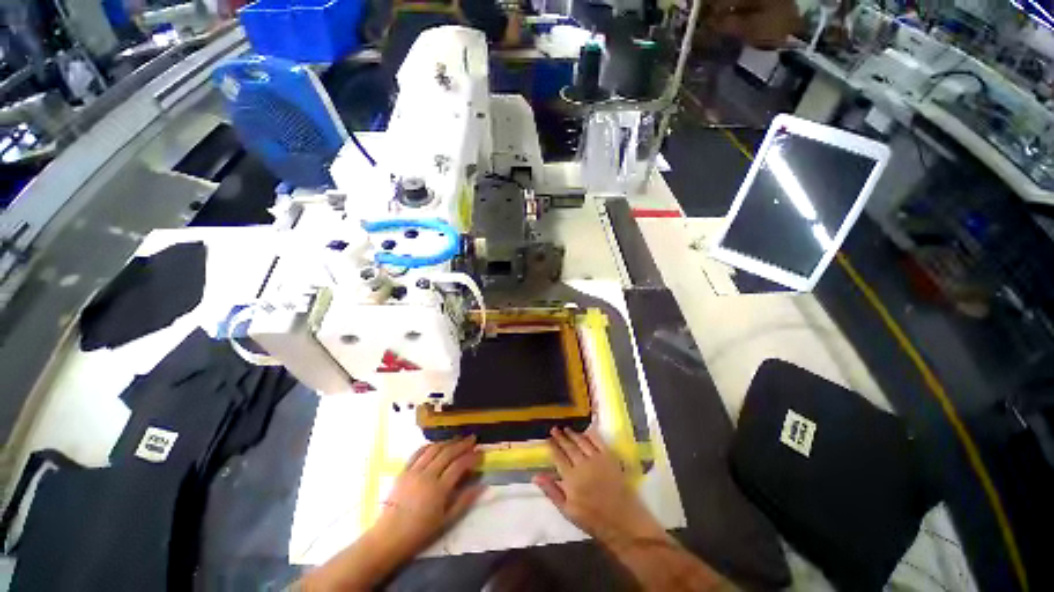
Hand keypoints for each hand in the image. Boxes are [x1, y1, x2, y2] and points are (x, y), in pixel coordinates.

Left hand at [370, 435, 485, 559]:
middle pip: (448, 453)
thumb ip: (465, 501)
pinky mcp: (404, 470)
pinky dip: (430, 445)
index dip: (471, 457)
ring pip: (434, 449)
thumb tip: (482, 485)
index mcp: (439, 489)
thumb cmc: (420, 532)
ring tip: (458, 439)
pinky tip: (437, 445)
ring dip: (448, 442)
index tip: (480, 452)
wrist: (388, 537)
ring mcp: (414, 471)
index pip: (459, 465)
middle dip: (462, 444)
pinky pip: (419, 452)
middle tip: (472, 439)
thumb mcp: (446, 521)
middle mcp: (427, 475)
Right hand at [533, 427, 666, 545]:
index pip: (558, 457)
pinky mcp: (610, 458)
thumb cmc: (593, 519)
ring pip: (582, 442)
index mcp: (571, 479)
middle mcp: (583, 465)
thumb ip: (552, 491)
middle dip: (560, 437)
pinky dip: (590, 435)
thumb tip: (536, 476)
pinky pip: (598, 441)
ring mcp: (597, 460)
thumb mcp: (567, 511)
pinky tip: (585, 431)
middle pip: (569, 447)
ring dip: (573, 434)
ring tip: (566, 429)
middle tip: (554, 429)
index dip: (552, 447)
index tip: (547, 440)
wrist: (623, 521)